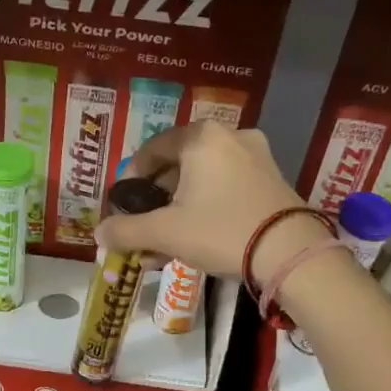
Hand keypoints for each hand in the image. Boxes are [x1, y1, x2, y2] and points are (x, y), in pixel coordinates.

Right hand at [95, 121, 321, 282]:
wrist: (291, 254)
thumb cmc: (221, 231)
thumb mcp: (166, 233)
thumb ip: (127, 231)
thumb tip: (100, 234)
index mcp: (201, 137)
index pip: (153, 150)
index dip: (133, 178)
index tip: (125, 204)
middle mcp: (230, 137)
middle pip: (179, 166)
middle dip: (158, 201)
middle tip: (145, 228)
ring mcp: (256, 157)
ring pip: (203, 181)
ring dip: (180, 210)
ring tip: (166, 245)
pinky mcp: (273, 180)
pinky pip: (227, 189)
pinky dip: (207, 209)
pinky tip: (197, 240)